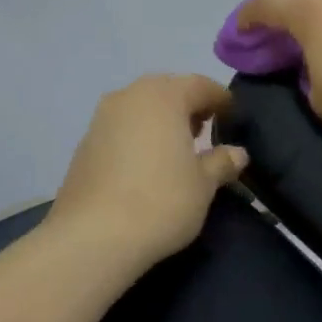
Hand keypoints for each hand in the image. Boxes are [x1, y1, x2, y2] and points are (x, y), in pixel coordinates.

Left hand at [47, 74, 248, 272]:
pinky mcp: (84, 143)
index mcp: (163, 96)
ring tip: (176, 149)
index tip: (234, 117)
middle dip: (188, 106)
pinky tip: (146, 164)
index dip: (221, 99)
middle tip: (205, 131)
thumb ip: (221, 162)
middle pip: (167, 90)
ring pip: (140, 107)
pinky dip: (138, 136)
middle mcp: (129, 96)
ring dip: (161, 120)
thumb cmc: (160, 201)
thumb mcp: (203, 184)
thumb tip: (237, 153)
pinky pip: (121, 128)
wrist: (93, 236)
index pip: (200, 85)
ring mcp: (101, 118)